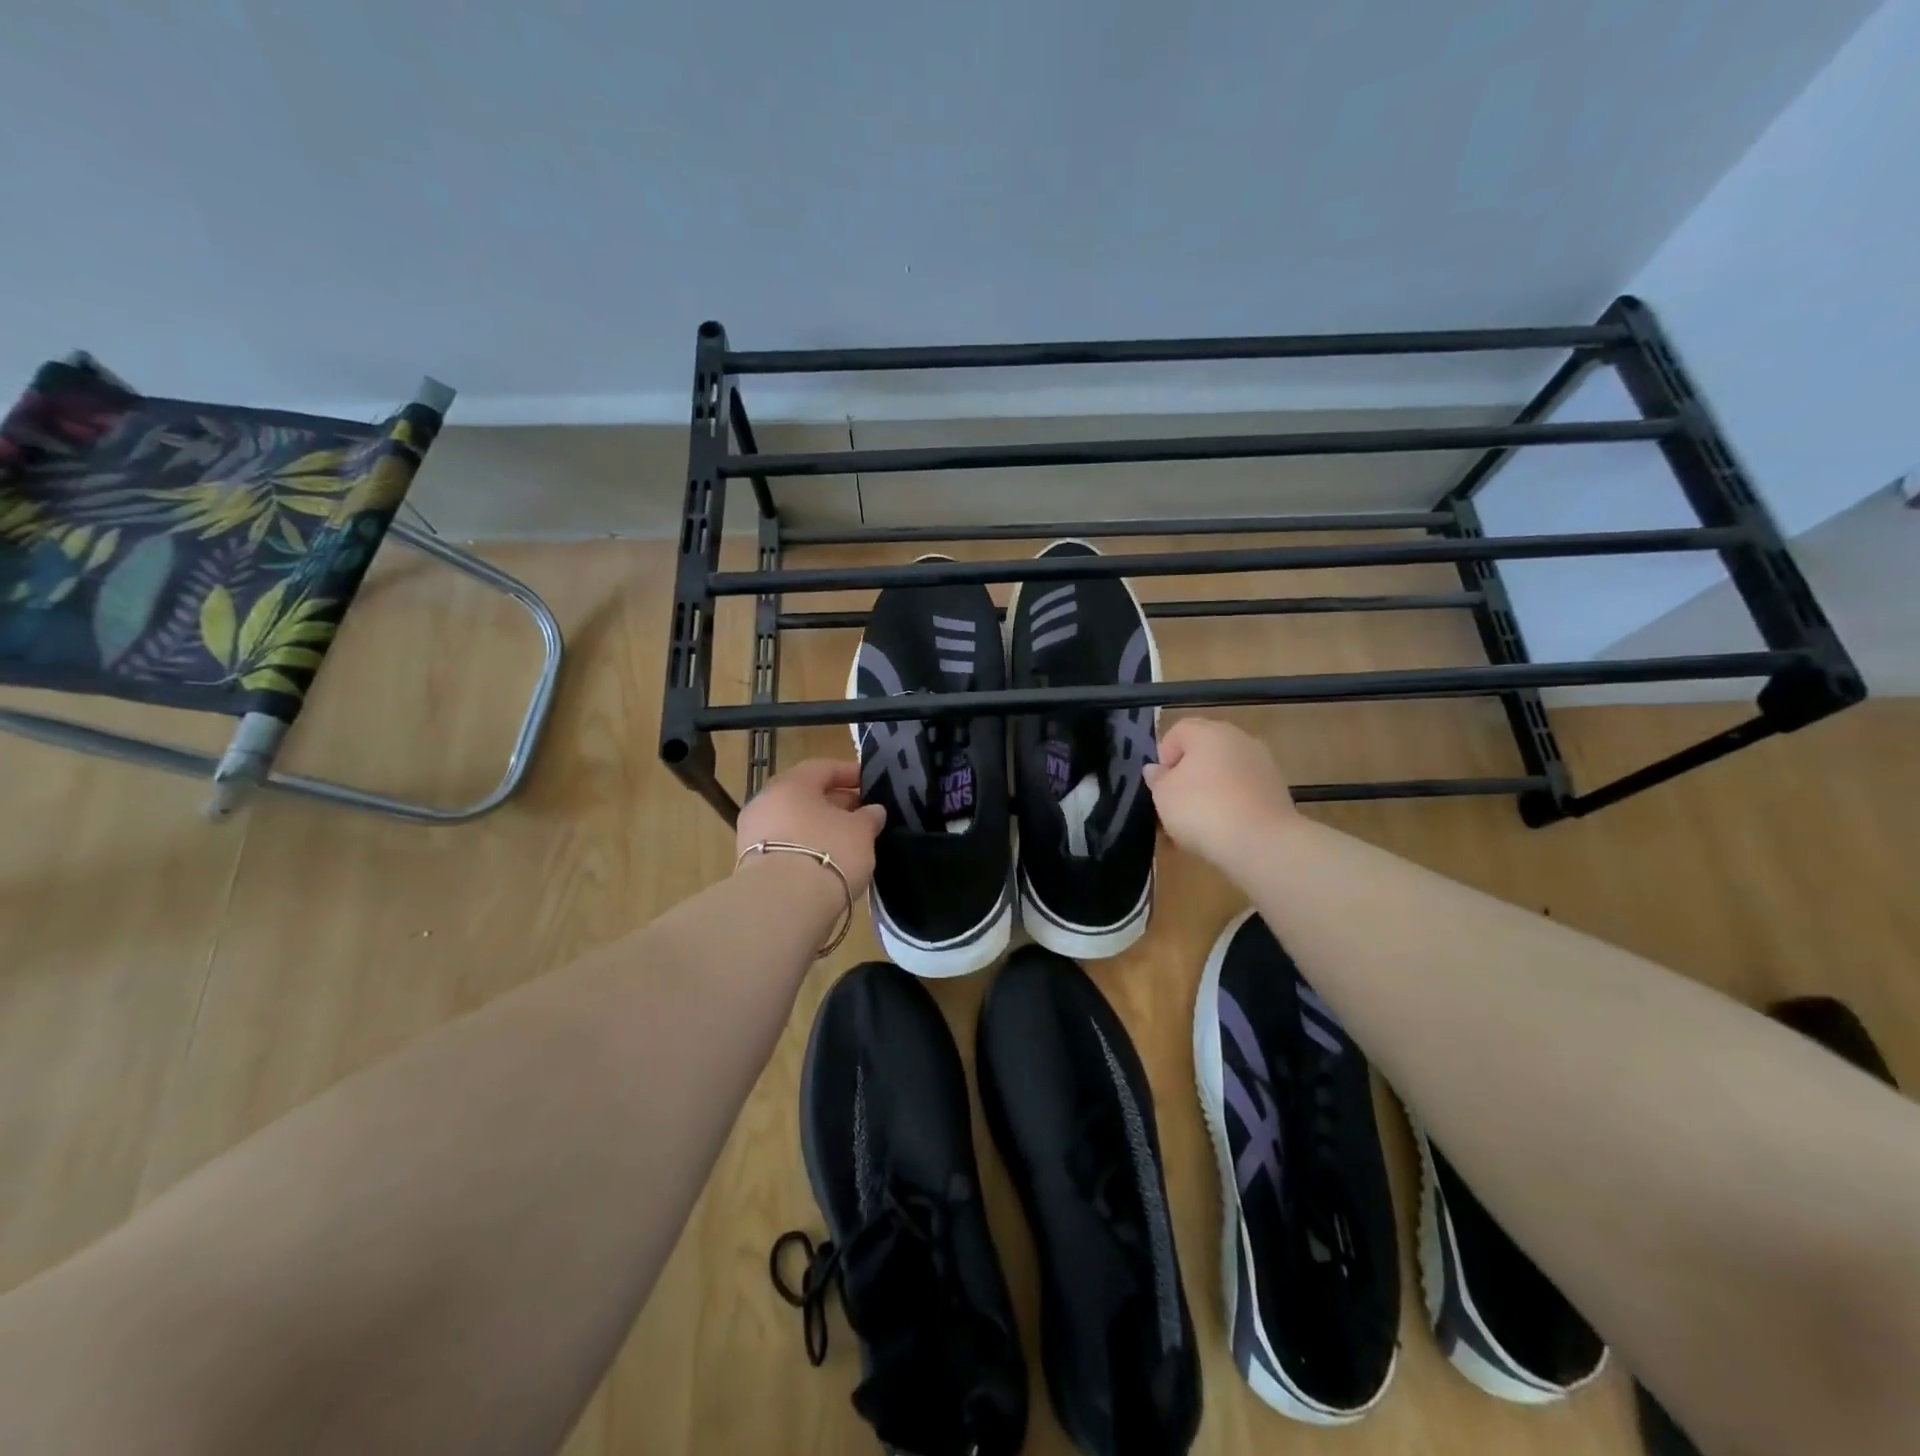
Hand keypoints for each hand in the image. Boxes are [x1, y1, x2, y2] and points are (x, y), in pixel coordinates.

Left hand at [736, 759, 886, 897]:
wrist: (782, 905)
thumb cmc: (828, 853)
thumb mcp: (861, 832)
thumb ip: (869, 816)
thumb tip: (873, 810)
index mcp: (791, 783)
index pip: (823, 767)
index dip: (849, 773)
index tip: (870, 783)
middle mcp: (766, 801)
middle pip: (805, 794)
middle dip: (835, 802)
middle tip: (862, 814)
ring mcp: (753, 832)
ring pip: (793, 821)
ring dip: (819, 826)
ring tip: (847, 840)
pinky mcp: (750, 863)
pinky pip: (785, 845)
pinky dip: (805, 846)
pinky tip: (825, 860)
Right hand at [1143, 717, 1296, 869]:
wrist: (1261, 841)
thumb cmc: (1202, 809)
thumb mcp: (1163, 795)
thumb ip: (1157, 778)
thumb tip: (1155, 768)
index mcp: (1208, 732)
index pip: (1178, 731)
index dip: (1164, 755)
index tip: (1161, 784)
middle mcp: (1238, 738)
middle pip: (1205, 748)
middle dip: (1188, 771)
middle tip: (1177, 801)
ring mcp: (1262, 762)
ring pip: (1226, 769)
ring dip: (1211, 787)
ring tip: (1201, 819)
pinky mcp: (1277, 788)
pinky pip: (1244, 788)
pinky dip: (1232, 801)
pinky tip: (1225, 826)